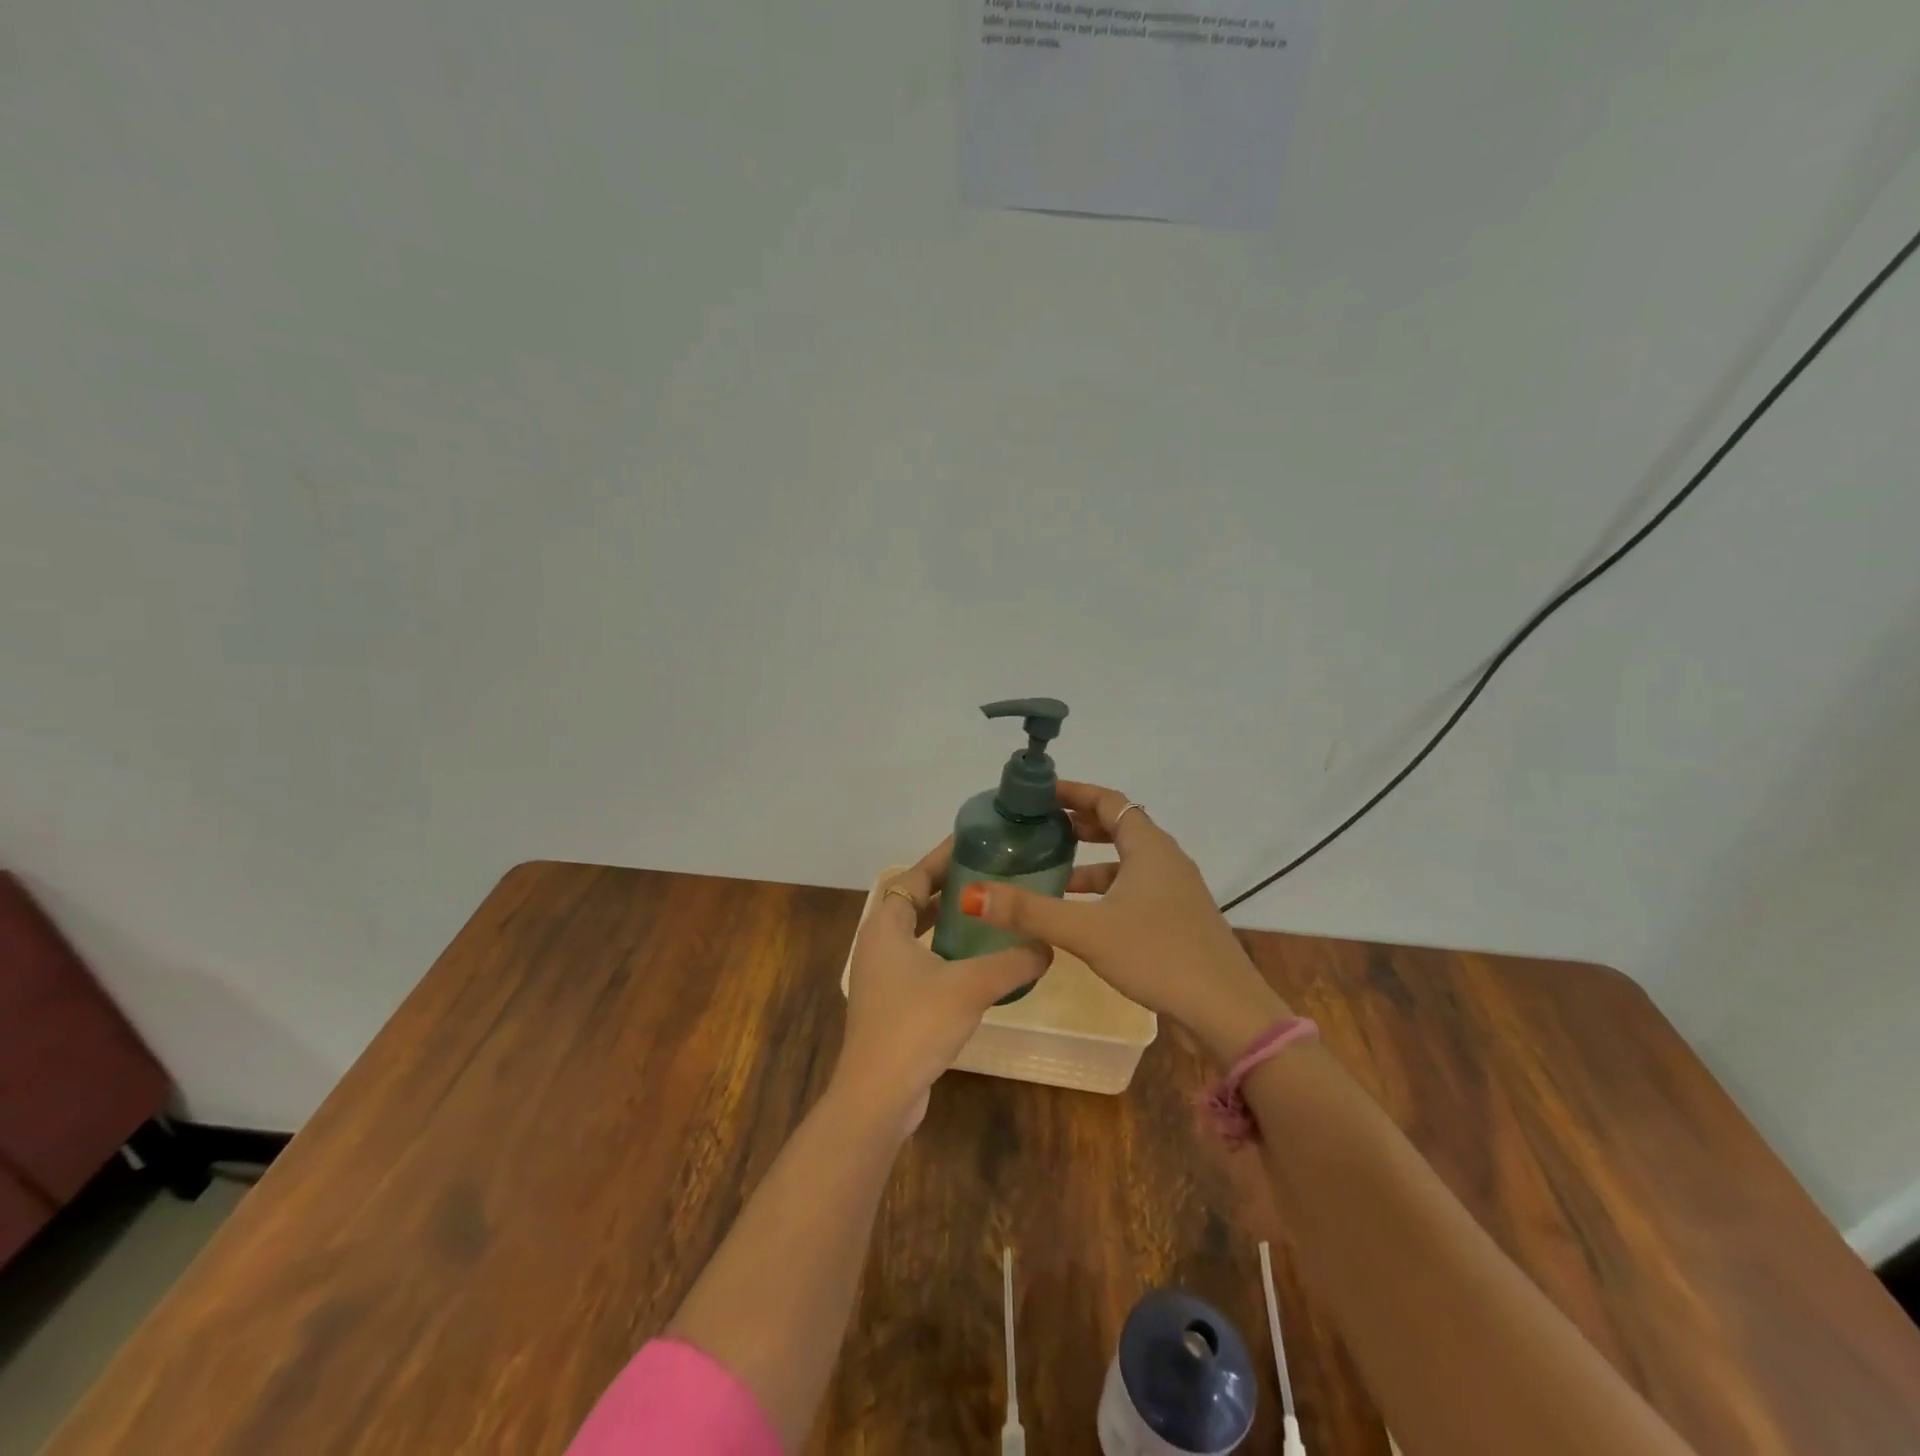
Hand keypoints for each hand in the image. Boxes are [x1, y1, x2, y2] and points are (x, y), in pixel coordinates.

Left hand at [832, 838, 1051, 1135]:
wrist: (878, 1094)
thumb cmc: (916, 1025)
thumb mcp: (971, 986)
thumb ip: (1013, 962)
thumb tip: (1048, 945)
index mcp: (885, 926)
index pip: (914, 877)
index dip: (941, 857)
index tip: (973, 841)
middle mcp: (878, 944)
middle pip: (913, 901)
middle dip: (947, 886)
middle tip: (988, 873)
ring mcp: (881, 976)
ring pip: (916, 933)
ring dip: (945, 919)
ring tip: (986, 910)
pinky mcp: (891, 1003)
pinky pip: (919, 960)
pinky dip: (944, 950)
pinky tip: (976, 960)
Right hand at [958, 780, 1289, 1064]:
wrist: (1226, 1011)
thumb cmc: (1157, 955)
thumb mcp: (1087, 931)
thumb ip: (1029, 912)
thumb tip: (971, 894)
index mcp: (1149, 847)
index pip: (1108, 800)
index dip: (1073, 792)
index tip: (1038, 794)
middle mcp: (1165, 859)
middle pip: (1118, 826)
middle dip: (1079, 823)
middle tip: (1039, 827)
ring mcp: (1175, 890)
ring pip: (1126, 861)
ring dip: (1091, 860)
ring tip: (1052, 870)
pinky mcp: (1177, 917)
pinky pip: (1134, 887)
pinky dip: (1105, 889)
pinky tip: (1082, 914)